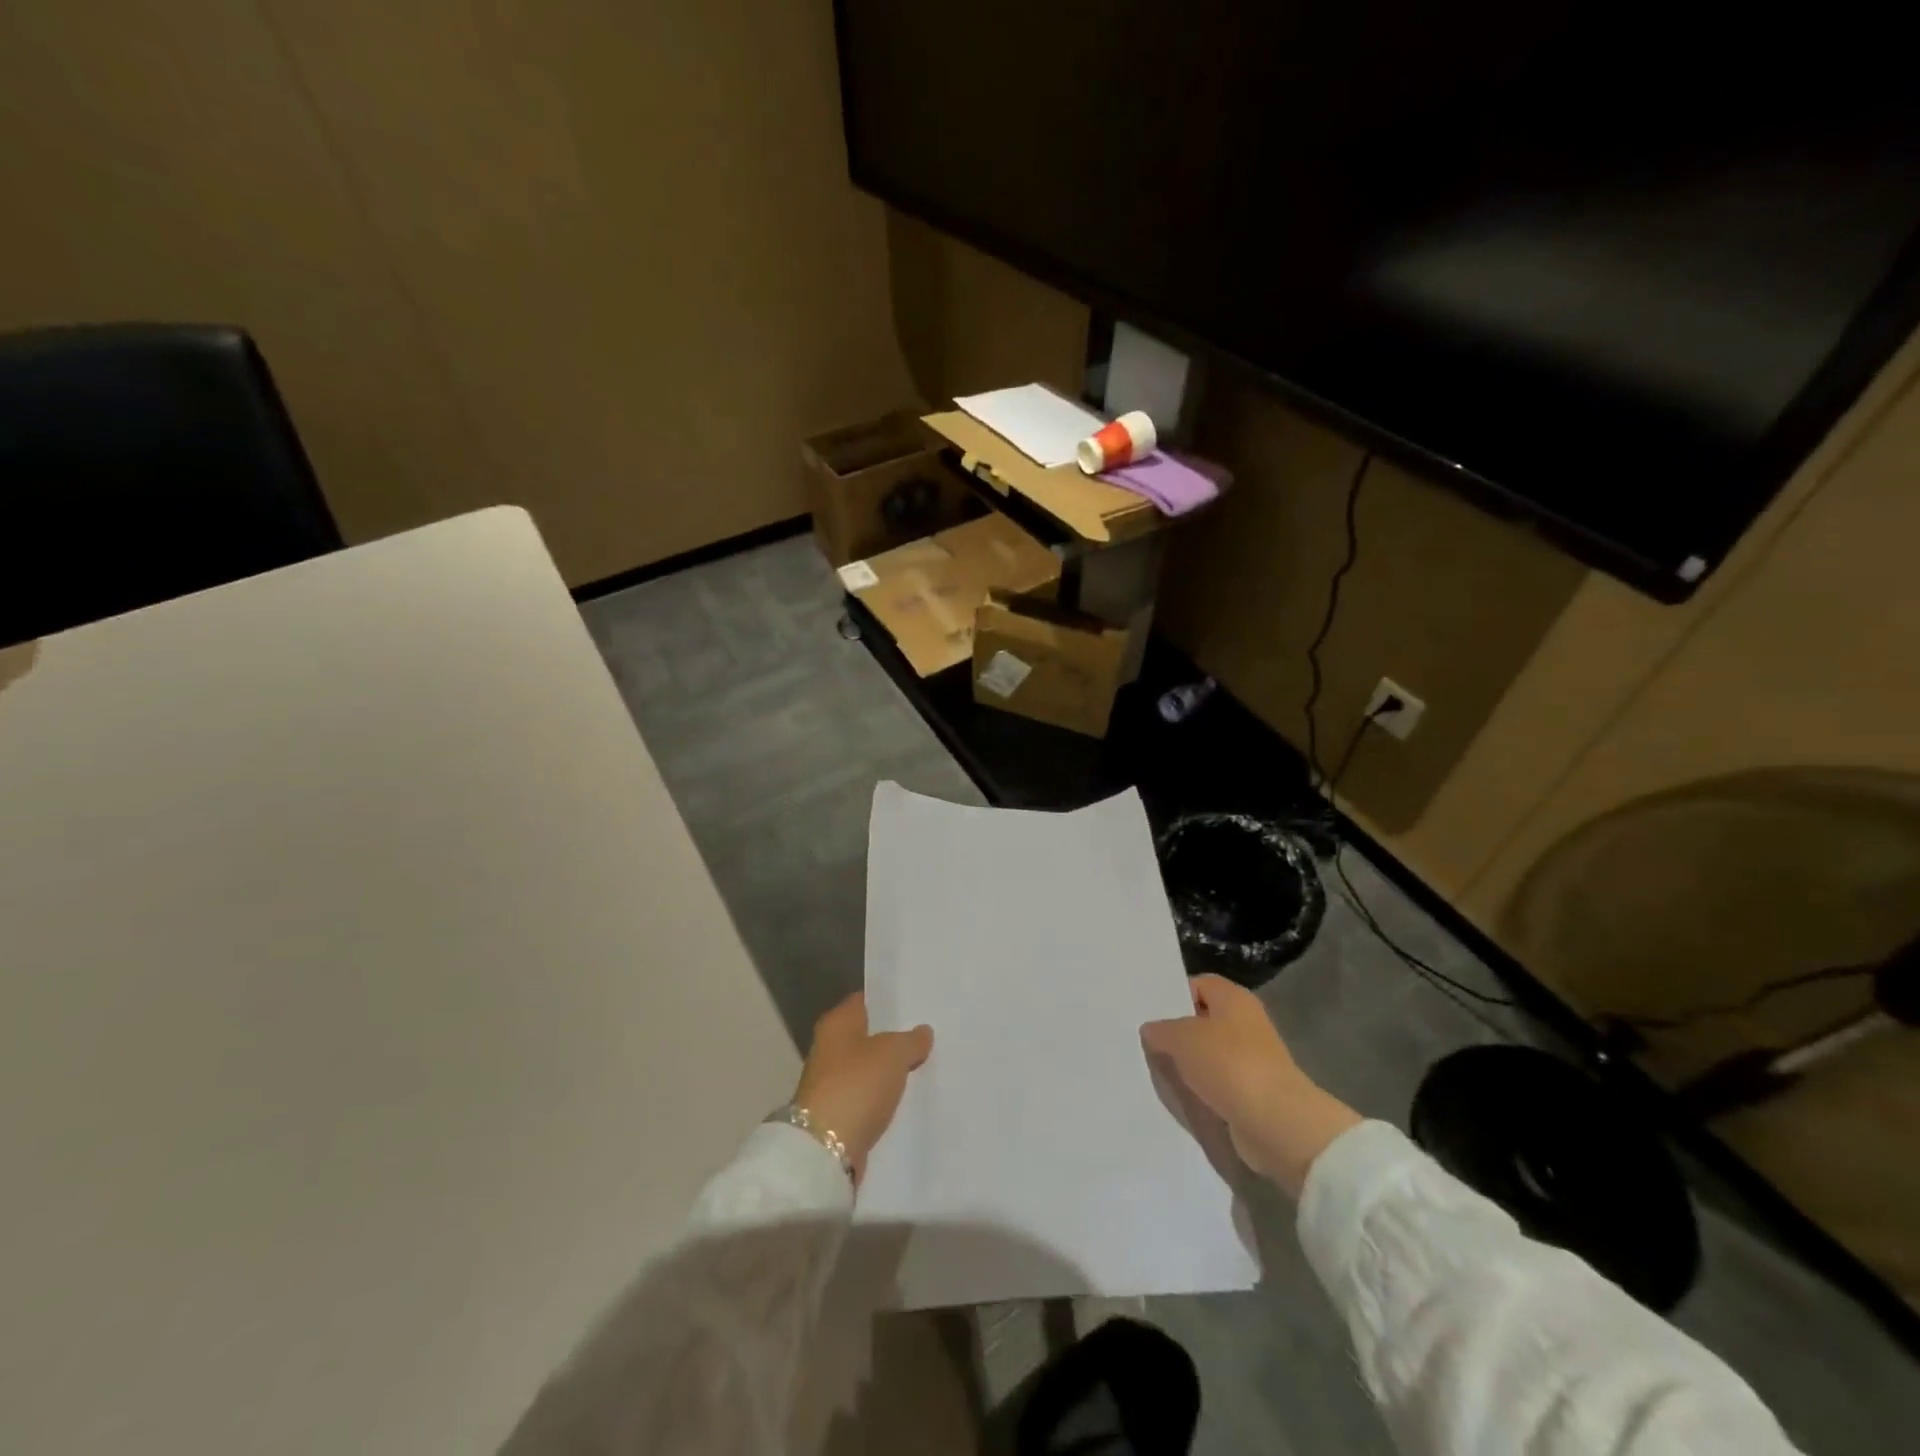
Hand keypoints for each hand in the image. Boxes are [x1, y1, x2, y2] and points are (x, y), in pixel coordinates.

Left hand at [793, 992, 932, 1183]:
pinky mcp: (837, 1114)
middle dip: (893, 1036)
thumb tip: (923, 1032)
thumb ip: (911, 1040)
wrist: (825, 1150)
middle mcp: (828, 1048)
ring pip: (868, 1067)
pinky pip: (867, 1095)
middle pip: (867, 1035)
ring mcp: (831, 1082)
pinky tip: (907, 1095)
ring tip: (924, 1063)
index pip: (864, 1001)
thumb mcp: (892, 1053)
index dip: (888, 1001)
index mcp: (836, 1023)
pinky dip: (883, 1095)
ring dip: (889, 1068)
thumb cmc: (856, 1085)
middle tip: (927, 1033)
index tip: (915, 1002)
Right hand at [1141, 974, 1360, 1197]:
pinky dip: (1201, 1088)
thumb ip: (1161, 1030)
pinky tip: (1179, 1094)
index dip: (1174, 995)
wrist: (1277, 1123)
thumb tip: (1151, 1030)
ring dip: (1187, 1063)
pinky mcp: (1253, 1091)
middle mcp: (1246, 1022)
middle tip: (1145, 1041)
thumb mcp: (1182, 1038)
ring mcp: (1252, 1059)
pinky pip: (1218, 1082)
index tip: (1149, 1012)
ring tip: (1156, 1069)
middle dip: (1177, 1031)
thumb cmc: (1230, 1065)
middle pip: (1203, 1019)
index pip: (1199, 983)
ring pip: (1209, 1053)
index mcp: (1234, 998)